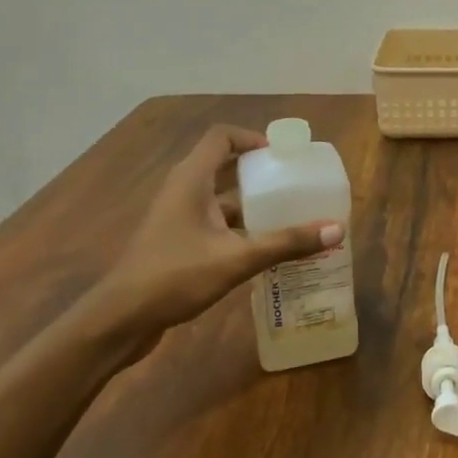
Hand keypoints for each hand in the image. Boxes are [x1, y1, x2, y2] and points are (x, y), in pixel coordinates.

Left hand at [95, 125, 342, 351]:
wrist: (120, 320)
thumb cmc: (175, 276)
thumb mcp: (237, 258)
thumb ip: (286, 243)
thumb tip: (337, 228)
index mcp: (191, 180)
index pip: (221, 137)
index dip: (252, 138)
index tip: (282, 155)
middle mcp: (182, 191)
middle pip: (223, 165)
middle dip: (259, 172)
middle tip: (293, 184)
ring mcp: (176, 218)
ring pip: (220, 198)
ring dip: (251, 203)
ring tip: (287, 216)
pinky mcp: (176, 242)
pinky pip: (214, 223)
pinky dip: (239, 228)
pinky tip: (263, 249)